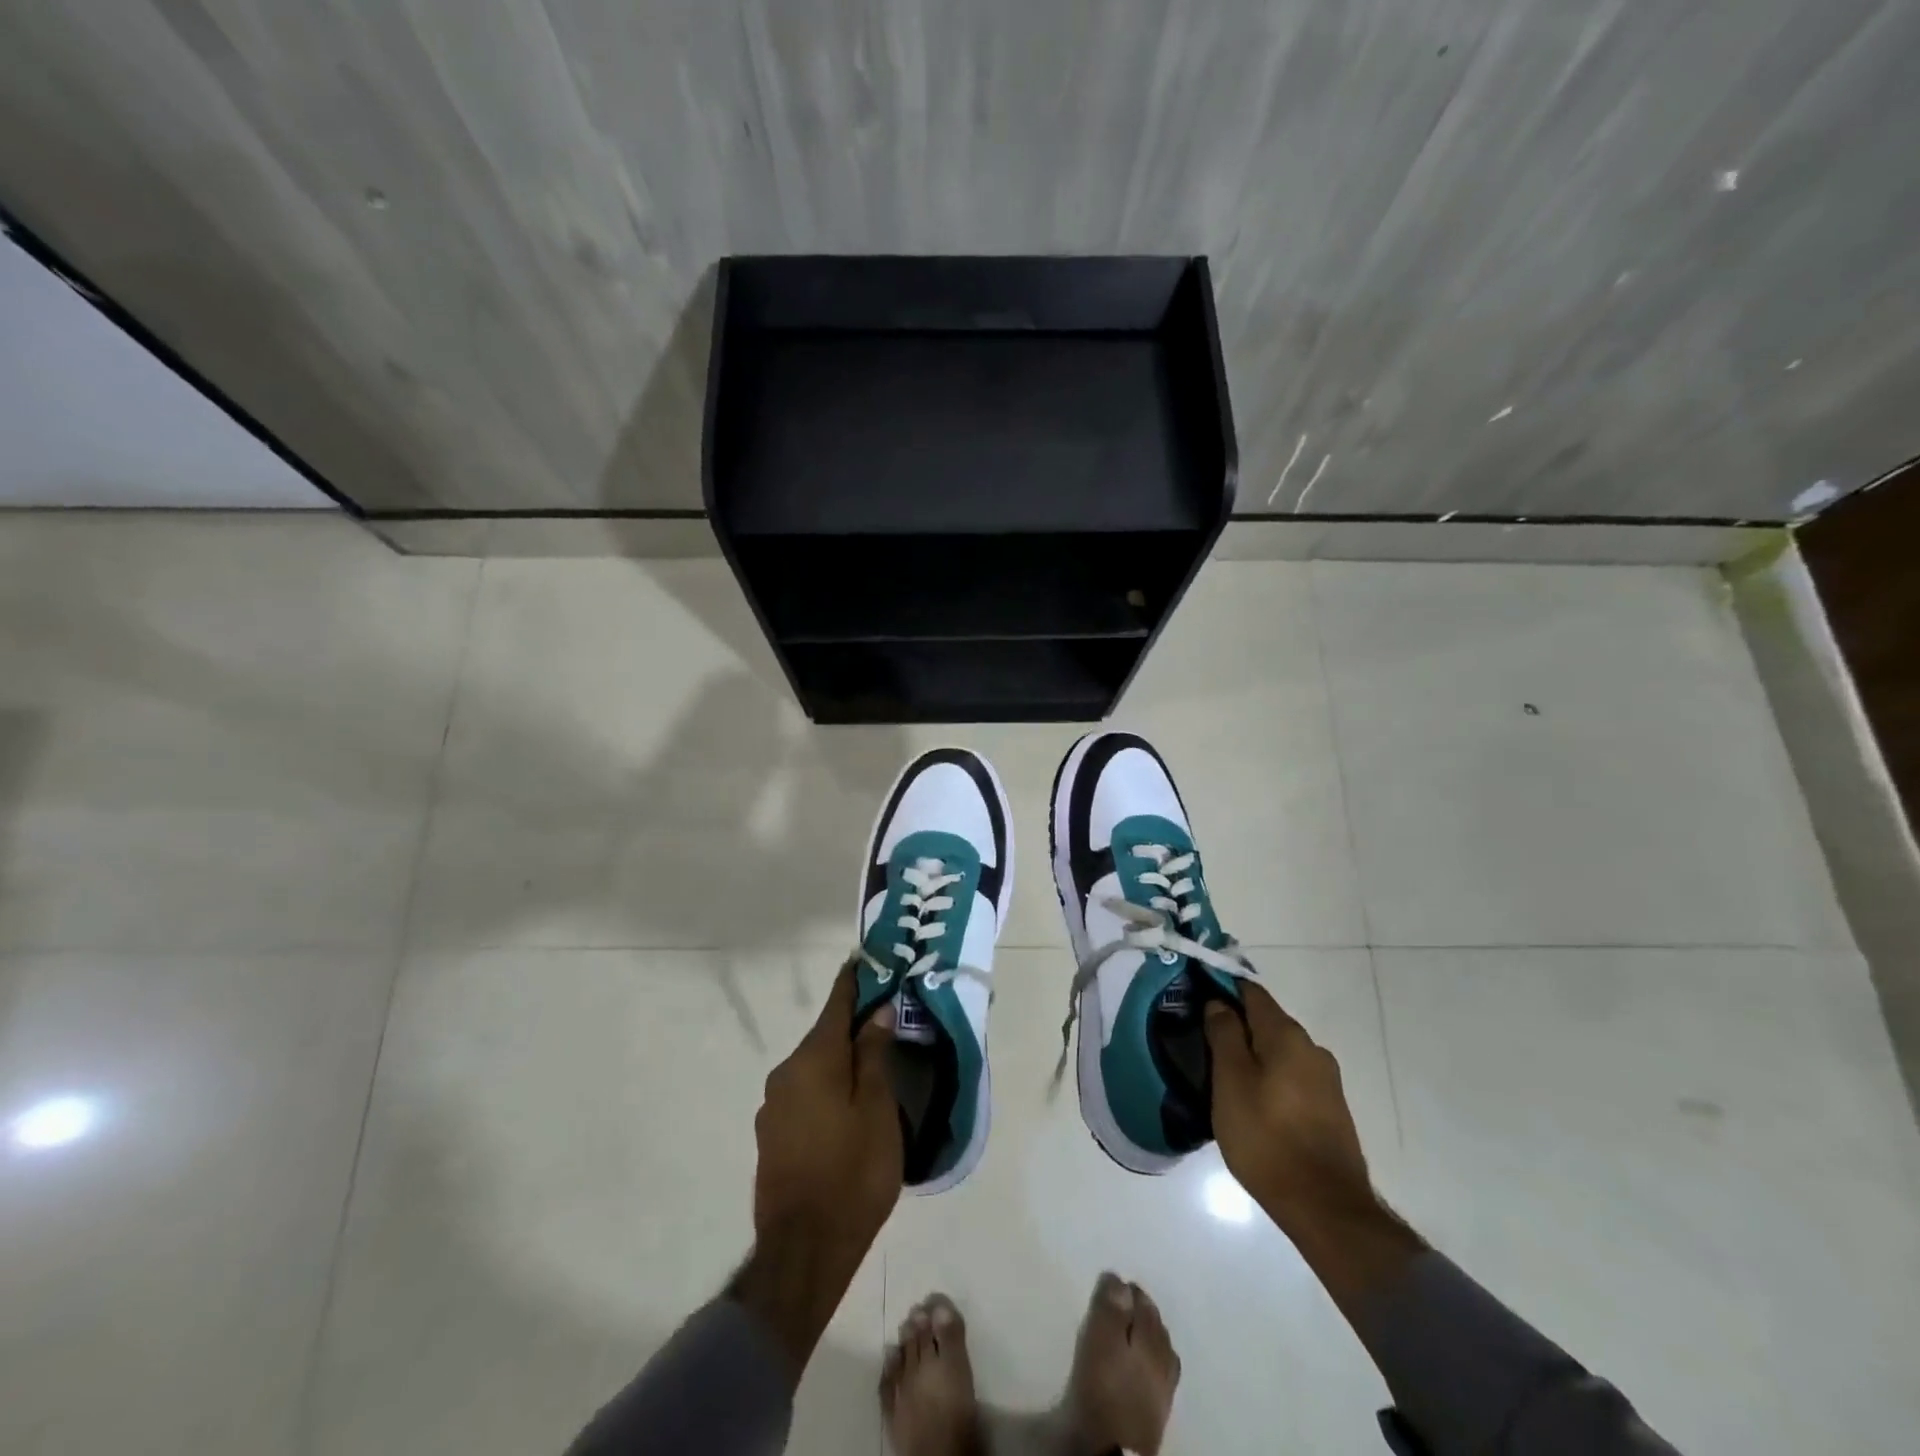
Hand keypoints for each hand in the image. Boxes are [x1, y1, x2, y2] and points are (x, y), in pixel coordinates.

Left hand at [753, 957, 902, 1254]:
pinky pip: (804, 1094)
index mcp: (814, 1059)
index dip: (854, 980)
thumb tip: (875, 1011)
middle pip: (824, 1036)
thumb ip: (874, 1055)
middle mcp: (786, 1072)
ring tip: (871, 1068)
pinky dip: (826, 1088)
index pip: (836, 1003)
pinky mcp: (771, 1134)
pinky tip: (846, 1108)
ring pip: (813, 1068)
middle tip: (885, 1022)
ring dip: (839, 1062)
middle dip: (852, 1027)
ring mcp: (773, 1105)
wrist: (803, 1251)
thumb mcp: (877, 1109)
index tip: (866, 960)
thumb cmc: (853, 1173)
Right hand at [1203, 982, 1374, 1237]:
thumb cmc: (1267, 1137)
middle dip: (1236, 1025)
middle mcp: (1312, 1048)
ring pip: (1279, 1051)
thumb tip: (1219, 1002)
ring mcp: (1326, 1080)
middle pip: (1266, 1021)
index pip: (1251, 992)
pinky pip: (1291, 1077)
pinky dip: (1269, 1078)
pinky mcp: (1330, 1109)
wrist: (1325, 1208)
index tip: (1196, 997)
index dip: (1222, 988)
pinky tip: (1252, 1102)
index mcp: (1287, 1035)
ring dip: (1252, 1055)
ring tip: (1222, 1075)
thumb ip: (1224, 1035)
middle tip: (1202, 1041)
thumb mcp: (1230, 1082)